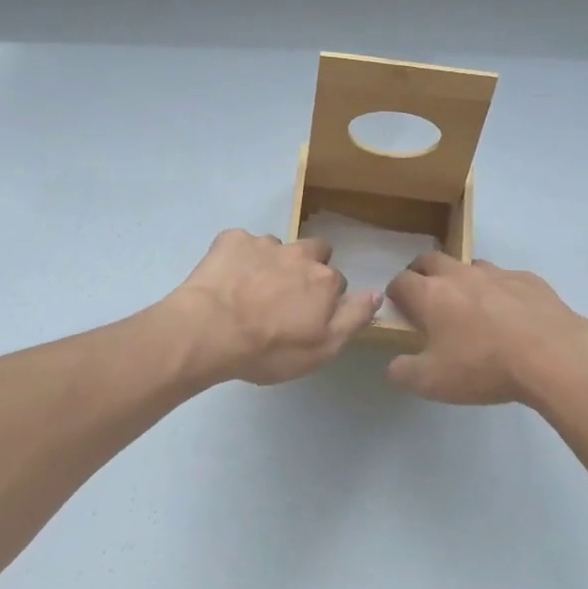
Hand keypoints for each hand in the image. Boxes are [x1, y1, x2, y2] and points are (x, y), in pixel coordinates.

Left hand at [165, 229, 379, 386]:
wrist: (210, 330)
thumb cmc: (269, 349)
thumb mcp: (322, 349)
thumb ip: (353, 318)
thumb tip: (377, 293)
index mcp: (324, 280)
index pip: (337, 282)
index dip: (325, 299)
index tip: (308, 316)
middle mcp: (299, 253)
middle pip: (314, 251)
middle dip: (305, 267)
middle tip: (285, 295)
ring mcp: (264, 243)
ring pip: (277, 247)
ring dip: (270, 263)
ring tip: (249, 289)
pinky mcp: (232, 239)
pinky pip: (241, 243)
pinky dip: (237, 257)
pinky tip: (225, 279)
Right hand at [385, 254, 587, 406]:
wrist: (552, 355)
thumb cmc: (484, 366)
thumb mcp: (433, 383)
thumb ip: (404, 373)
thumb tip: (394, 366)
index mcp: (431, 295)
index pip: (401, 281)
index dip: (395, 293)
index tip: (399, 307)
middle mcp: (459, 275)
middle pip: (431, 260)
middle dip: (423, 273)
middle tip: (427, 297)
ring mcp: (496, 274)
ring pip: (470, 266)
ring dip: (463, 279)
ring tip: (471, 306)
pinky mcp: (529, 280)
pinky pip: (506, 278)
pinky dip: (500, 290)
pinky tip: (512, 314)